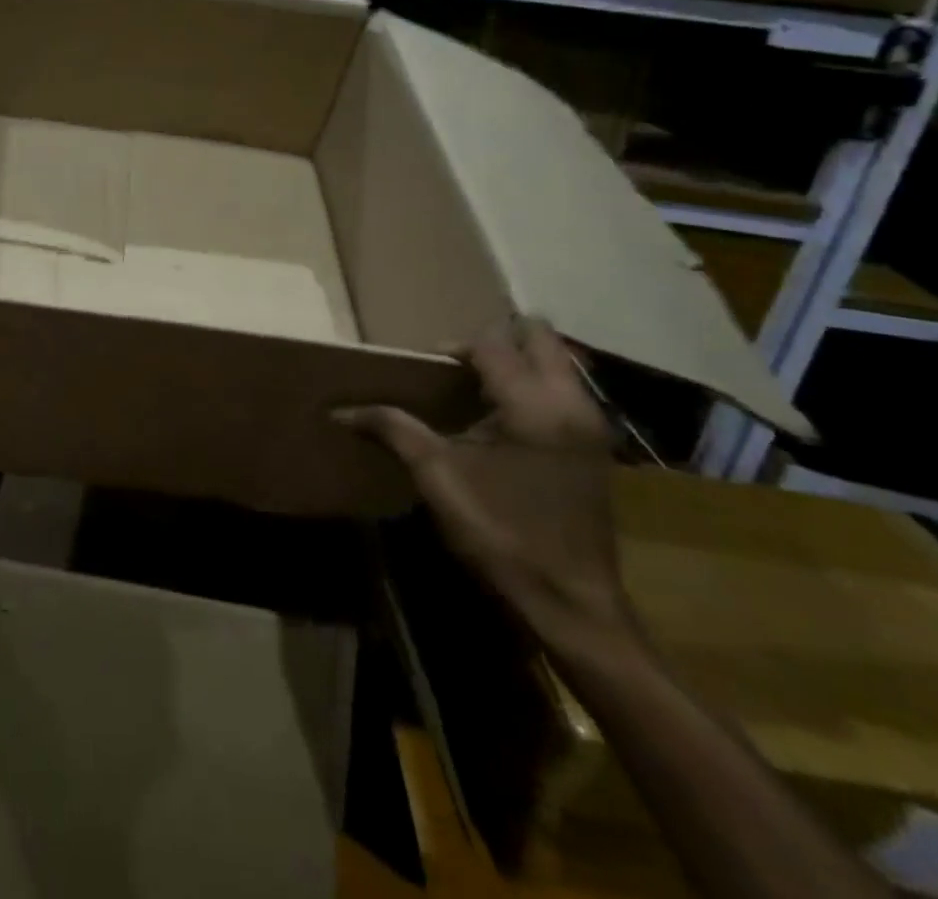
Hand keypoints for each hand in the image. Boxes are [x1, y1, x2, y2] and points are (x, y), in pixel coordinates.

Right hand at [335, 317, 631, 643]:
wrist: (570, 603)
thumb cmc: (500, 533)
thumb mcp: (436, 476)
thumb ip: (393, 429)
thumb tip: (340, 411)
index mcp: (533, 404)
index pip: (492, 344)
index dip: (454, 348)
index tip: (426, 371)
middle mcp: (572, 402)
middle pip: (538, 336)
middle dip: (496, 340)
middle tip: (459, 366)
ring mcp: (592, 424)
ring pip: (558, 361)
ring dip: (518, 361)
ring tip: (476, 388)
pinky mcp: (597, 445)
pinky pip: (565, 389)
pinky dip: (534, 385)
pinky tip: (502, 419)